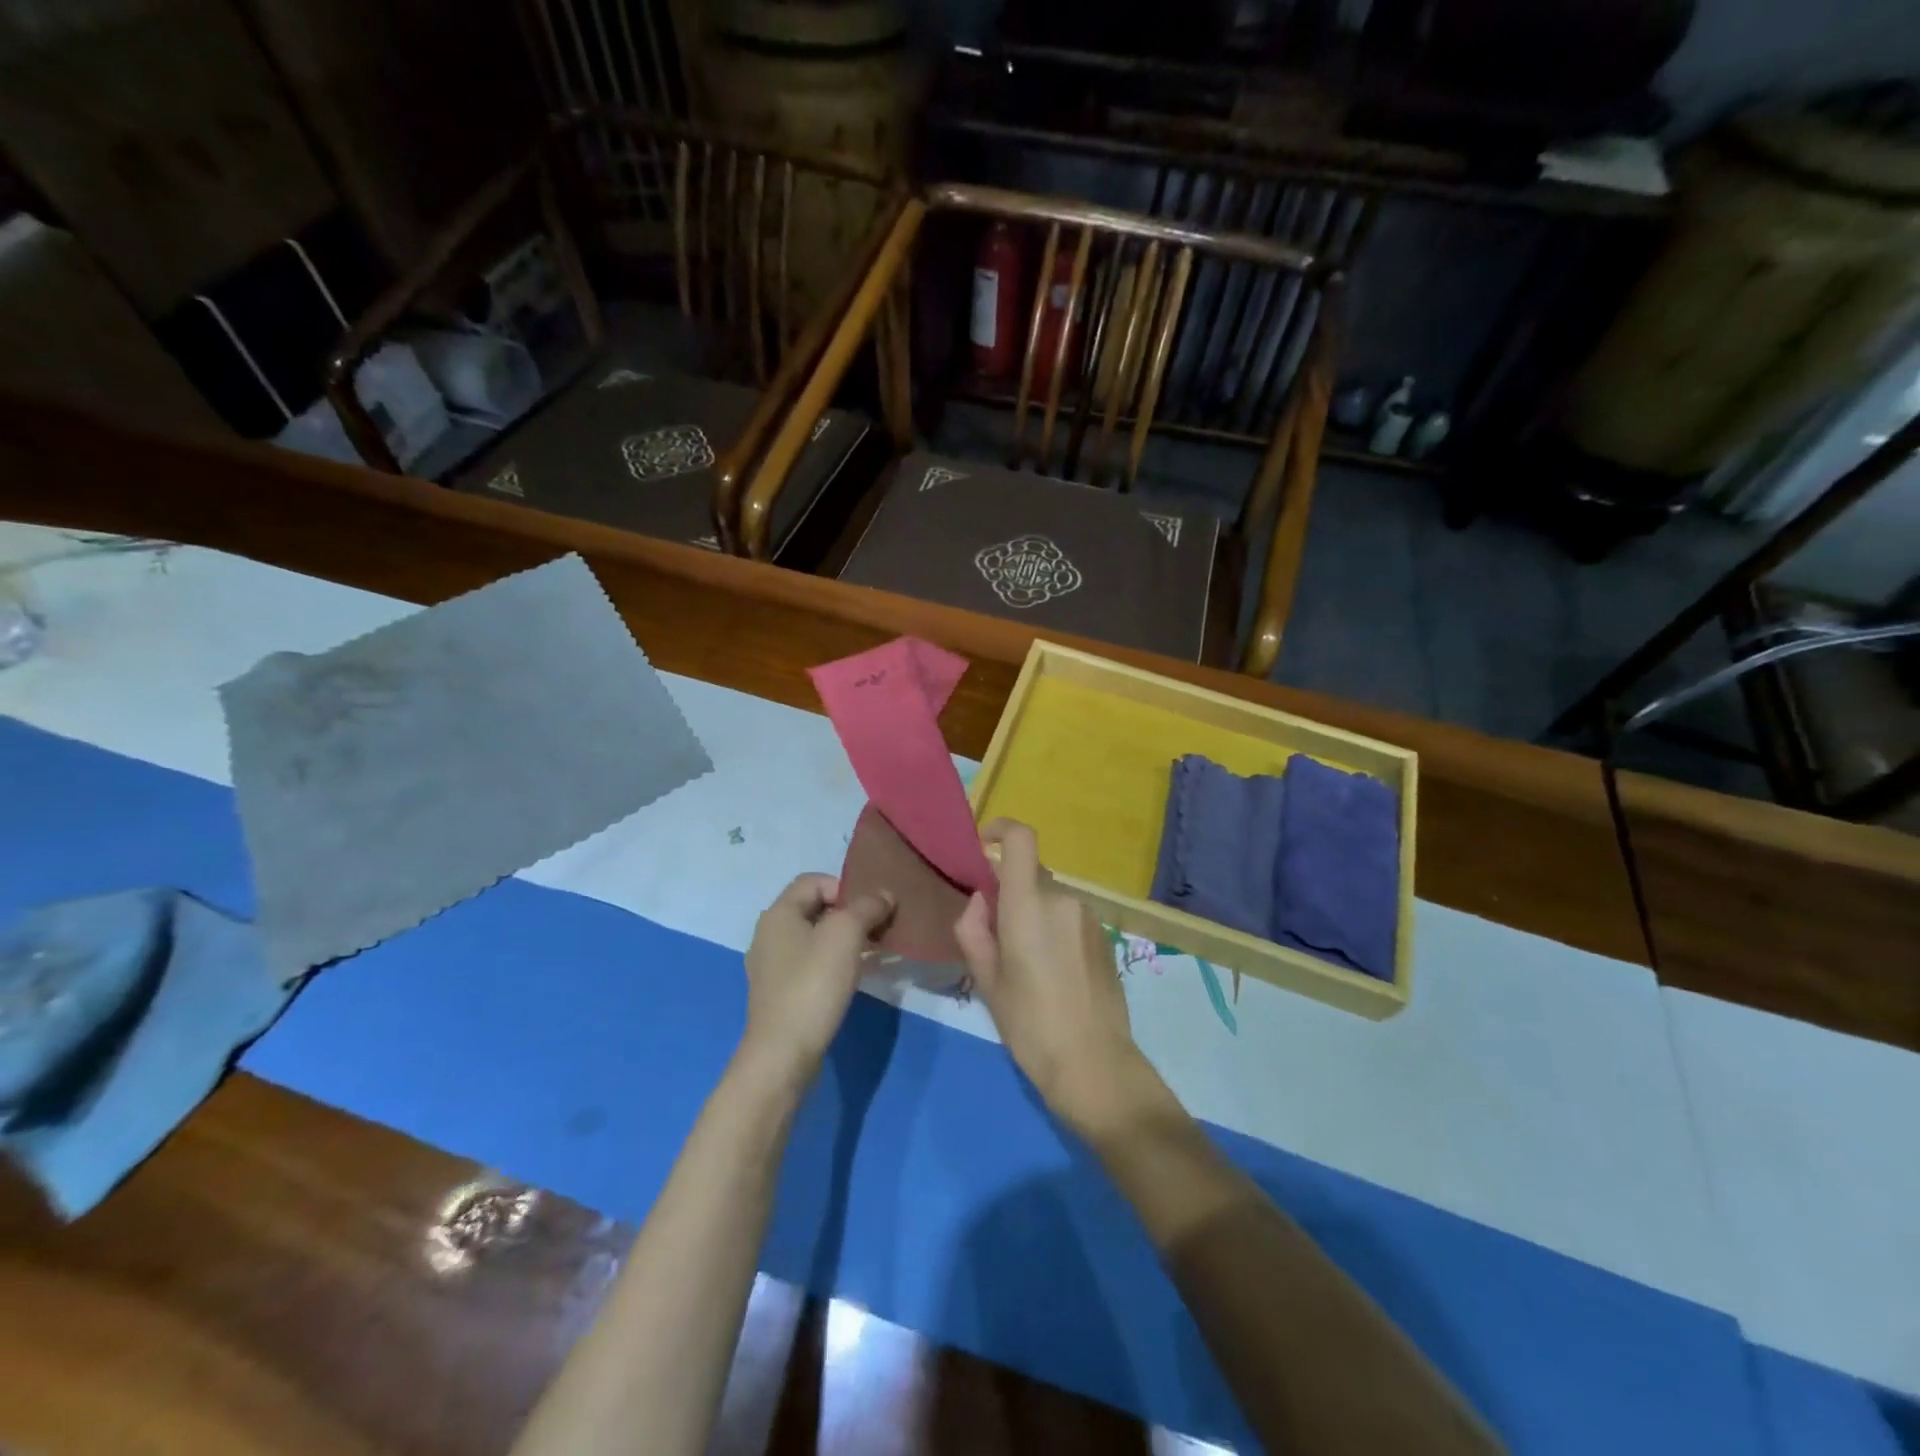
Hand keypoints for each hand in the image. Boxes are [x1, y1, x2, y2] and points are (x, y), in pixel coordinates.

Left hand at [740, 875, 893, 1087]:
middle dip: (849, 914)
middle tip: (877, 931)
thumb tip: (883, 895)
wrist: (783, 1053)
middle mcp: (769, 934)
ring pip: (814, 939)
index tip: (869, 911)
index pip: (814, 881)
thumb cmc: (813, 984)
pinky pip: (810, 965)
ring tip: (871, 954)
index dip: (845, 887)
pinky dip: (833, 964)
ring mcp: (772, 967)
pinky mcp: (779, 994)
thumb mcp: (846, 934)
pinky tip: (852, 979)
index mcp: (778, 913)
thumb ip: (867, 907)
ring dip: (844, 941)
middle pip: (815, 909)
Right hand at [954, 820, 1160, 1136]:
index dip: (1000, 830)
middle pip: (1031, 874)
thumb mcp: (986, 980)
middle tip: (994, 935)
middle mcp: (1063, 899)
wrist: (1094, 1064)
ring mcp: (1089, 917)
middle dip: (1009, 891)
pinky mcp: (1105, 937)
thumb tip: (979, 901)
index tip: (982, 846)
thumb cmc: (1030, 1024)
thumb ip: (974, 929)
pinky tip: (1051, 973)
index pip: (1021, 839)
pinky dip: (1054, 929)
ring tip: (1024, 962)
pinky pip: (1069, 917)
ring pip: (1050, 898)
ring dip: (1033, 913)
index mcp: (1028, 904)